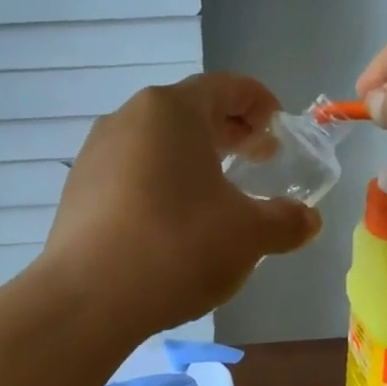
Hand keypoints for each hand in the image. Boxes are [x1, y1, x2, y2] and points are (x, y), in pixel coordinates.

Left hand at [41, 74, 320, 334]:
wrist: (87, 299)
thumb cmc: (177, 247)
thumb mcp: (248, 235)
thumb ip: (286, 222)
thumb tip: (307, 221)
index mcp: (171, 111)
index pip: (225, 86)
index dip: (259, 102)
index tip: (279, 127)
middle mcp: (128, 119)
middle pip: (189, 112)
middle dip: (229, 132)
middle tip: (258, 159)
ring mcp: (96, 153)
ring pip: (157, 143)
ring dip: (194, 159)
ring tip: (218, 194)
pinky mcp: (79, 190)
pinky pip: (131, 171)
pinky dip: (162, 182)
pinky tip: (174, 221)